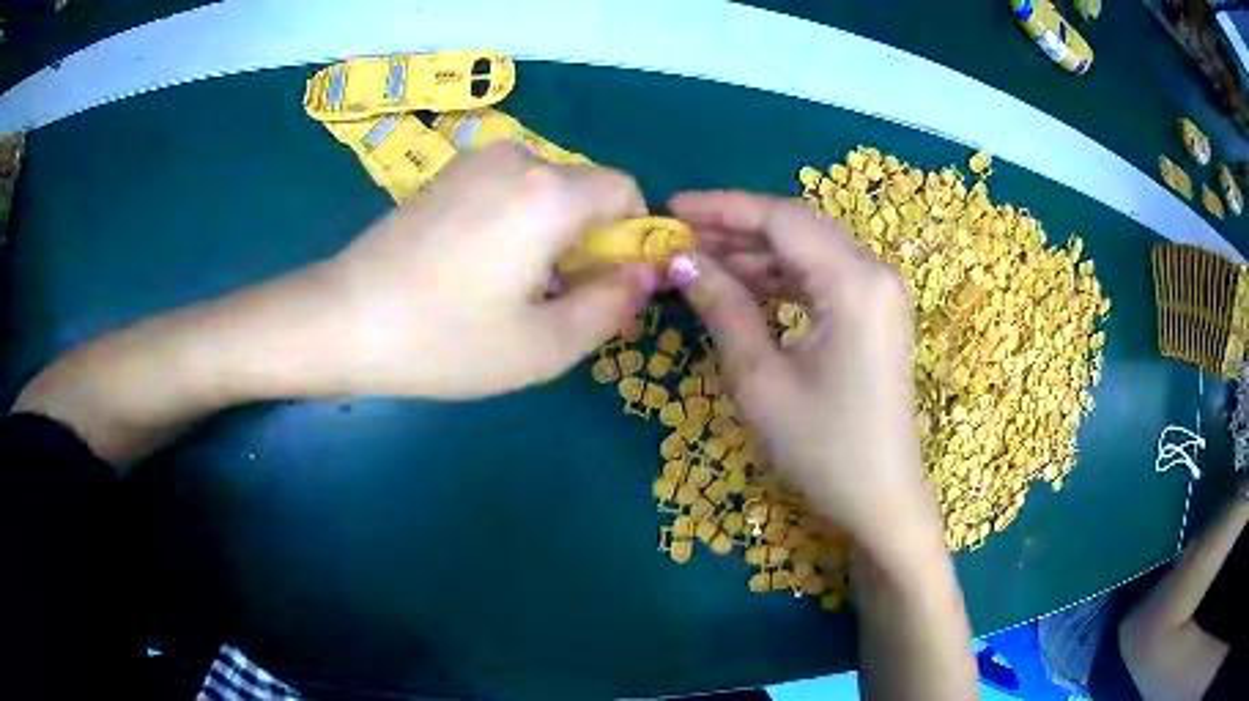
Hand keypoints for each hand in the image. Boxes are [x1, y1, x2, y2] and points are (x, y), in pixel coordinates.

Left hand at [333, 144, 658, 398]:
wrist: (343, 320)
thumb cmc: (446, 339)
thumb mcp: (545, 345)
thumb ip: (613, 305)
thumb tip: (645, 275)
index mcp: (550, 192)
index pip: (627, 191)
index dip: (633, 237)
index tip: (609, 284)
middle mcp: (518, 158)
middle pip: (585, 190)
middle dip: (590, 240)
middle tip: (556, 299)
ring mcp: (475, 162)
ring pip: (546, 190)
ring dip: (552, 233)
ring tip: (512, 288)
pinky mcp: (446, 176)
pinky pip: (508, 189)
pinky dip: (517, 222)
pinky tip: (478, 268)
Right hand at [667, 191, 937, 550]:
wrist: (880, 498)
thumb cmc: (822, 448)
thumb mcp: (760, 380)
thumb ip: (722, 308)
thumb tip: (680, 261)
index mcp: (855, 283)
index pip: (781, 219)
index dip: (721, 208)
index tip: (671, 209)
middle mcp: (876, 272)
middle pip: (798, 227)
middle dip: (736, 228)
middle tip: (680, 239)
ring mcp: (882, 291)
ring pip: (810, 249)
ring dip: (757, 253)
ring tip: (701, 262)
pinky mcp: (878, 312)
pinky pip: (824, 276)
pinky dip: (783, 277)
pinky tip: (744, 286)